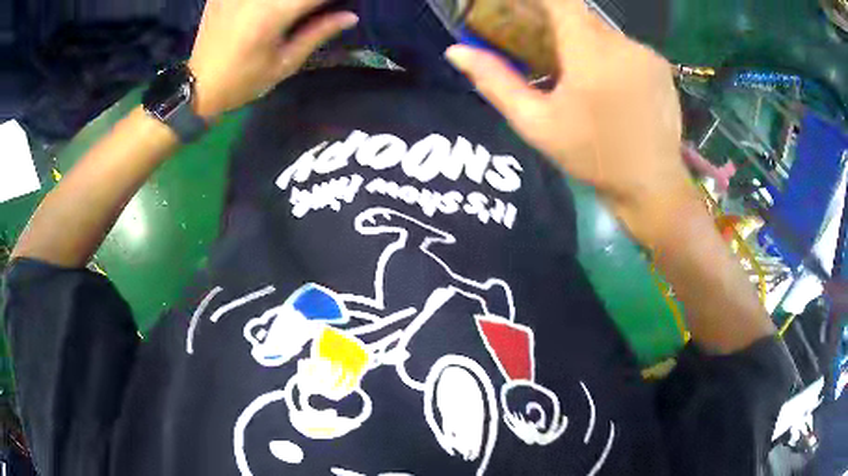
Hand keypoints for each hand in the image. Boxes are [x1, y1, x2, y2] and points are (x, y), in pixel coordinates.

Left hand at [188, 0, 358, 118]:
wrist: (197, 88)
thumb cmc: (243, 81)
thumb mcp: (284, 63)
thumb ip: (318, 33)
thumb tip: (350, 16)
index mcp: (273, 12)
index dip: (331, 0)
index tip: (338, 6)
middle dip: (308, 2)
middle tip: (312, 12)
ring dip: (288, 3)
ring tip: (292, 14)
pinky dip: (264, 3)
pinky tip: (266, 11)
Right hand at [446, 0, 691, 245]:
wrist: (652, 187)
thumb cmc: (593, 158)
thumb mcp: (537, 124)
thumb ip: (496, 82)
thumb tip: (456, 52)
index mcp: (591, 53)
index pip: (560, 1)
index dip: (536, 0)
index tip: (519, 8)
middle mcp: (623, 43)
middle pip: (581, 16)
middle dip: (557, 24)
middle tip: (542, 48)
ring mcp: (647, 54)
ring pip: (604, 32)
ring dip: (585, 43)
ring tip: (578, 76)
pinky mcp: (661, 67)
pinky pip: (625, 47)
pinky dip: (609, 55)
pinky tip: (608, 86)